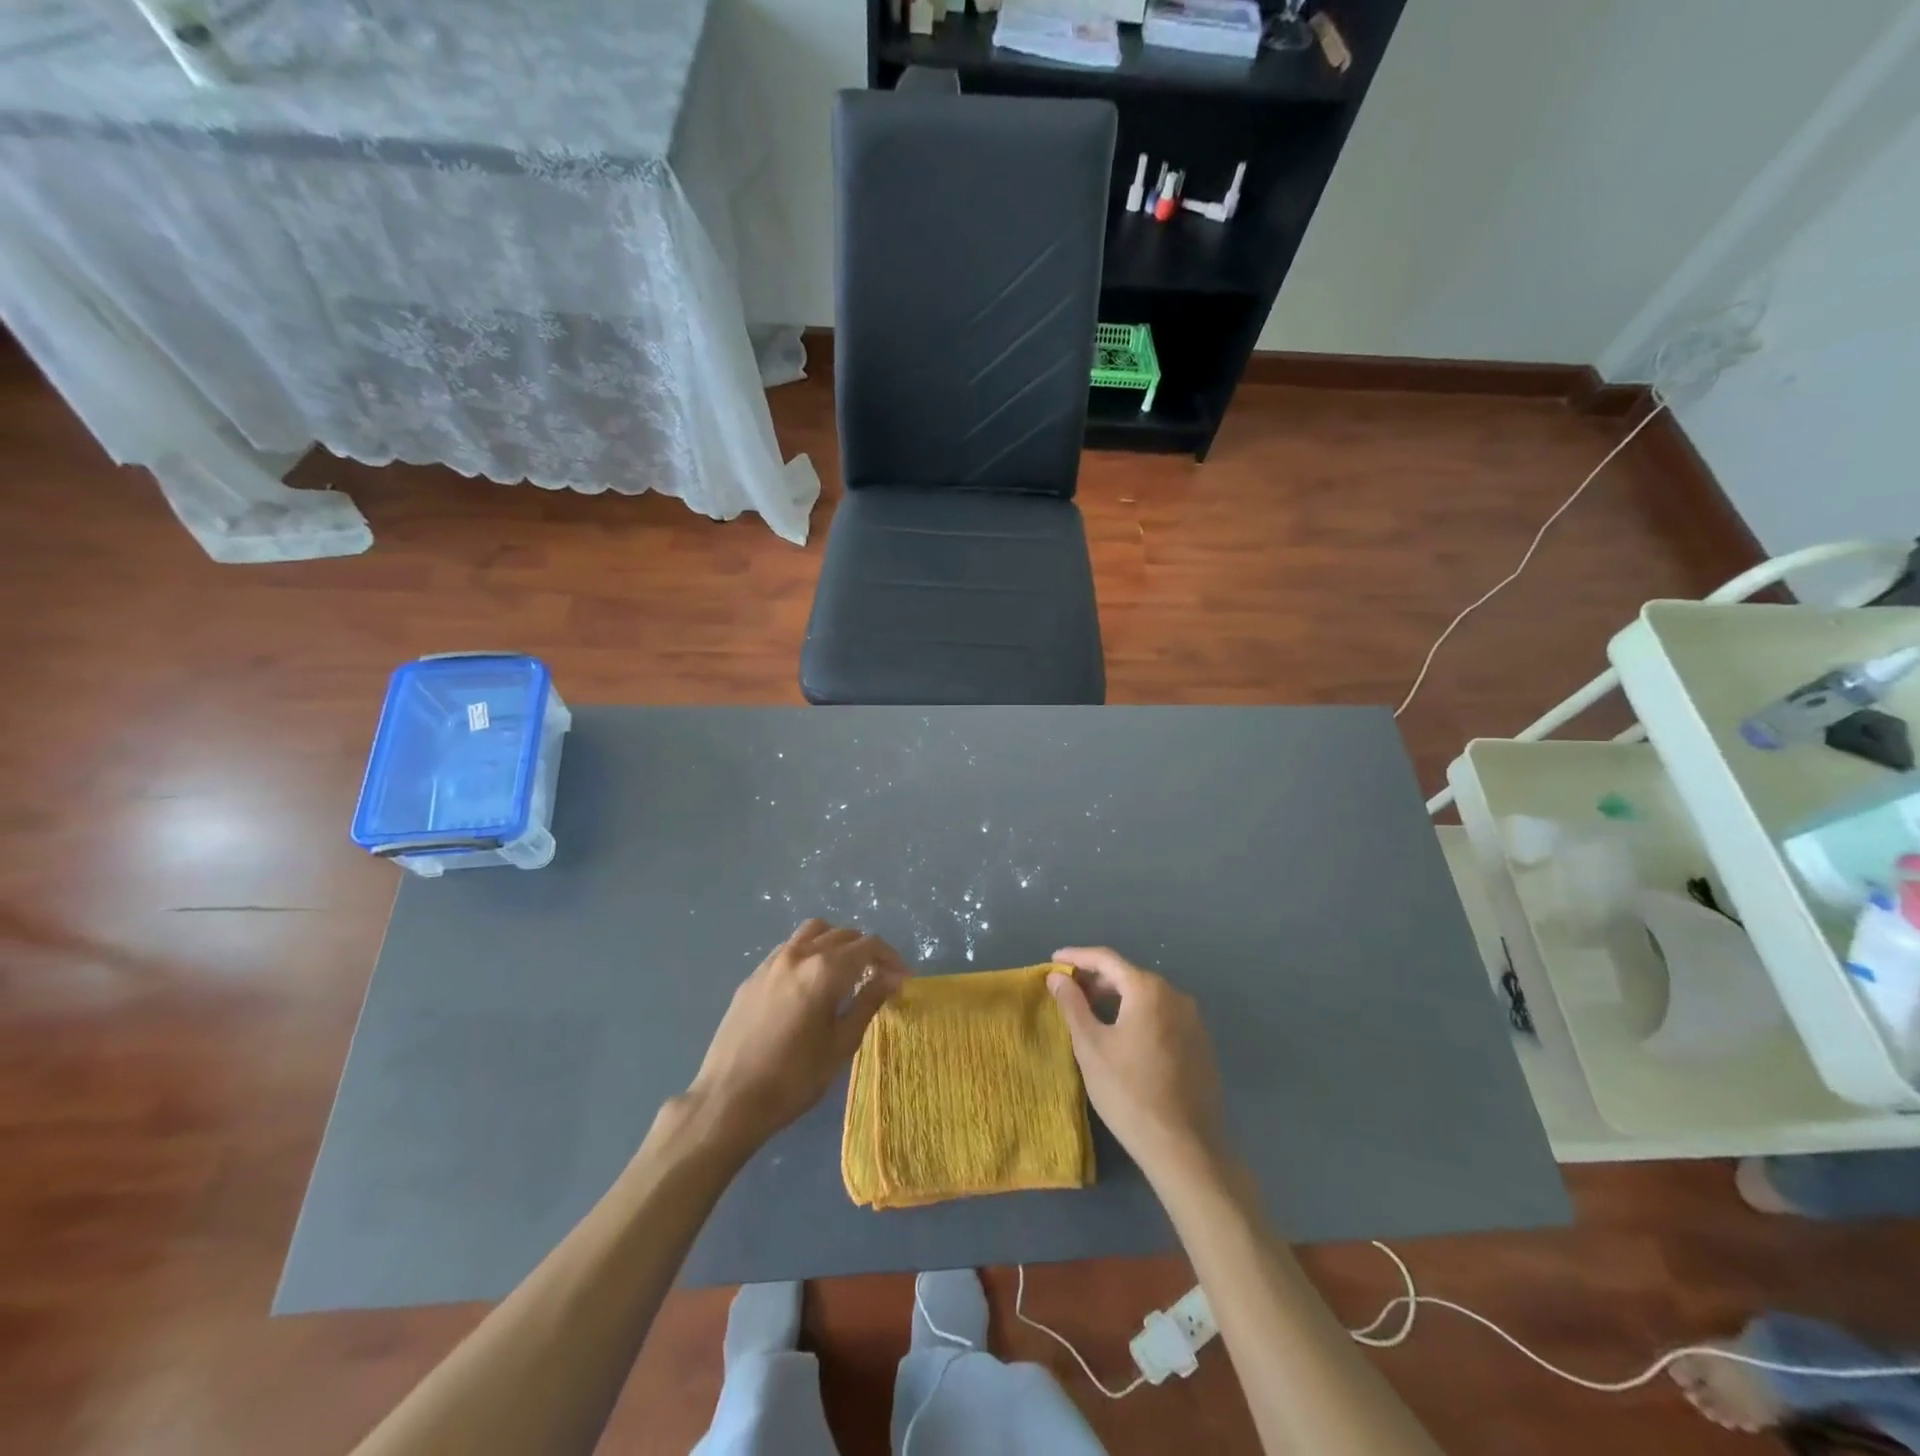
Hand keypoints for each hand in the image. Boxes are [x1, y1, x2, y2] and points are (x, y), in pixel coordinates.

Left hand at [683, 919, 908, 1155]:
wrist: (728, 1100)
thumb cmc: (793, 1079)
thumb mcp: (841, 1044)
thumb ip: (868, 1002)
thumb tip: (892, 977)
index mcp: (824, 970)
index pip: (868, 946)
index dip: (891, 958)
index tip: (903, 979)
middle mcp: (799, 955)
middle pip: (843, 934)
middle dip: (867, 950)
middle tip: (880, 977)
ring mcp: (772, 962)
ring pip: (813, 932)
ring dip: (836, 942)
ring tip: (846, 970)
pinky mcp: (753, 975)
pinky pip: (789, 947)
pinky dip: (809, 951)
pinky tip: (811, 981)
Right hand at [1048, 946, 1226, 1180]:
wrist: (1186, 1149)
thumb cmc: (1129, 1093)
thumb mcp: (1091, 1047)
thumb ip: (1072, 1004)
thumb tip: (1057, 977)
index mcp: (1147, 989)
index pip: (1106, 959)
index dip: (1076, 957)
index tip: (1053, 962)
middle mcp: (1175, 995)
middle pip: (1128, 975)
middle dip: (1096, 979)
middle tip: (1068, 991)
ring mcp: (1193, 1020)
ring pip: (1147, 996)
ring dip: (1117, 998)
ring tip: (1091, 1013)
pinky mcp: (1200, 1044)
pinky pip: (1162, 1016)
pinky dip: (1138, 1015)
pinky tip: (1123, 1036)